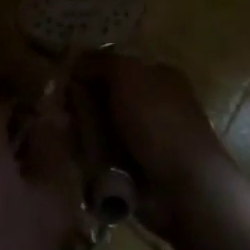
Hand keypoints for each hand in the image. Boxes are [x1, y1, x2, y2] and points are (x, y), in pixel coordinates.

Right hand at [72, 54, 231, 234]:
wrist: (184, 188)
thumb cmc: (159, 121)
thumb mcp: (128, 74)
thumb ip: (100, 61)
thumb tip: (76, 62)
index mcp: (158, 76)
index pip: (115, 65)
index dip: (89, 70)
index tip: (65, 80)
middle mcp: (153, 105)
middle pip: (104, 97)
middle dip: (83, 104)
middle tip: (64, 112)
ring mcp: (145, 140)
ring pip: (100, 128)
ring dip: (85, 133)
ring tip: (73, 138)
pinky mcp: (136, 171)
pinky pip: (103, 157)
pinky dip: (91, 158)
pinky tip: (81, 159)